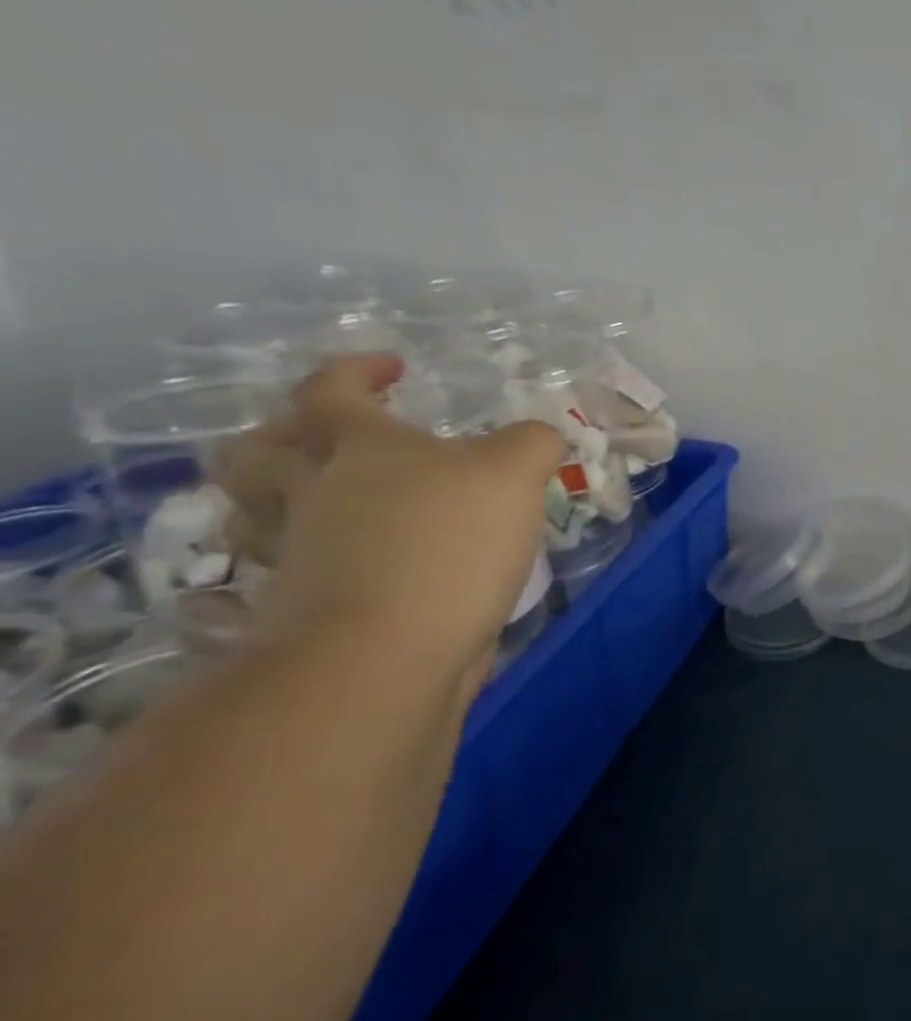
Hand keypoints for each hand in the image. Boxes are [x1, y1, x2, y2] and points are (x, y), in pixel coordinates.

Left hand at [215, 354, 563, 676]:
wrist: (385, 654)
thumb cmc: (447, 541)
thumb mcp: (515, 472)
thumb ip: (533, 442)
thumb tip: (542, 436)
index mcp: (358, 447)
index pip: (331, 391)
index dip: (356, 370)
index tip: (393, 366)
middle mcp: (313, 495)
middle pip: (258, 454)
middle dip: (280, 436)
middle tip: (321, 436)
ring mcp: (300, 556)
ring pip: (260, 517)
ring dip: (278, 501)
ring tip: (328, 500)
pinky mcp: (307, 611)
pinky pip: (294, 573)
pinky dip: (316, 561)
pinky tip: (361, 564)